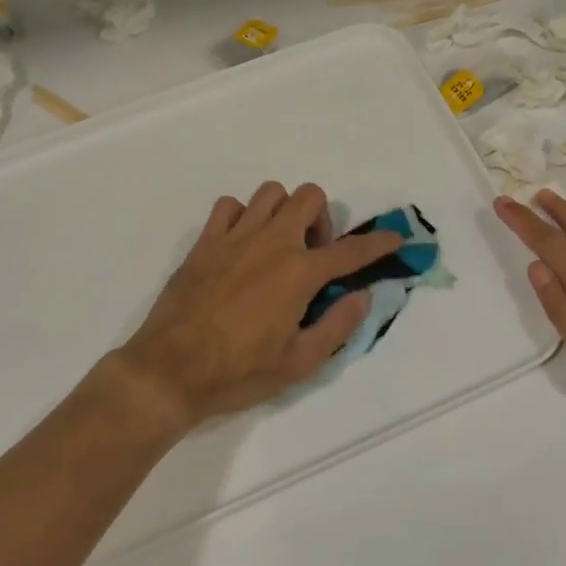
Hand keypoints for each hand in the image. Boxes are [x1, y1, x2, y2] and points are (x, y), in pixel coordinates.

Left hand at [113, 182, 402, 430]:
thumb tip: (362, 295)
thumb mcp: (299, 362)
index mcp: (299, 272)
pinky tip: (241, 243)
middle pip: (309, 196)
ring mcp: (236, 236)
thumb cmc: (238, 372)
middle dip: (322, 218)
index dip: (378, 243)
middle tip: (313, 254)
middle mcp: (272, 242)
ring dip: (284, 211)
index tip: (395, 238)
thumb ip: (337, 325)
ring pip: (271, 193)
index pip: (350, 250)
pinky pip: (229, 206)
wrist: (170, 371)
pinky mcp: (206, 241)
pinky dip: (242, 215)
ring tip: (279, 244)